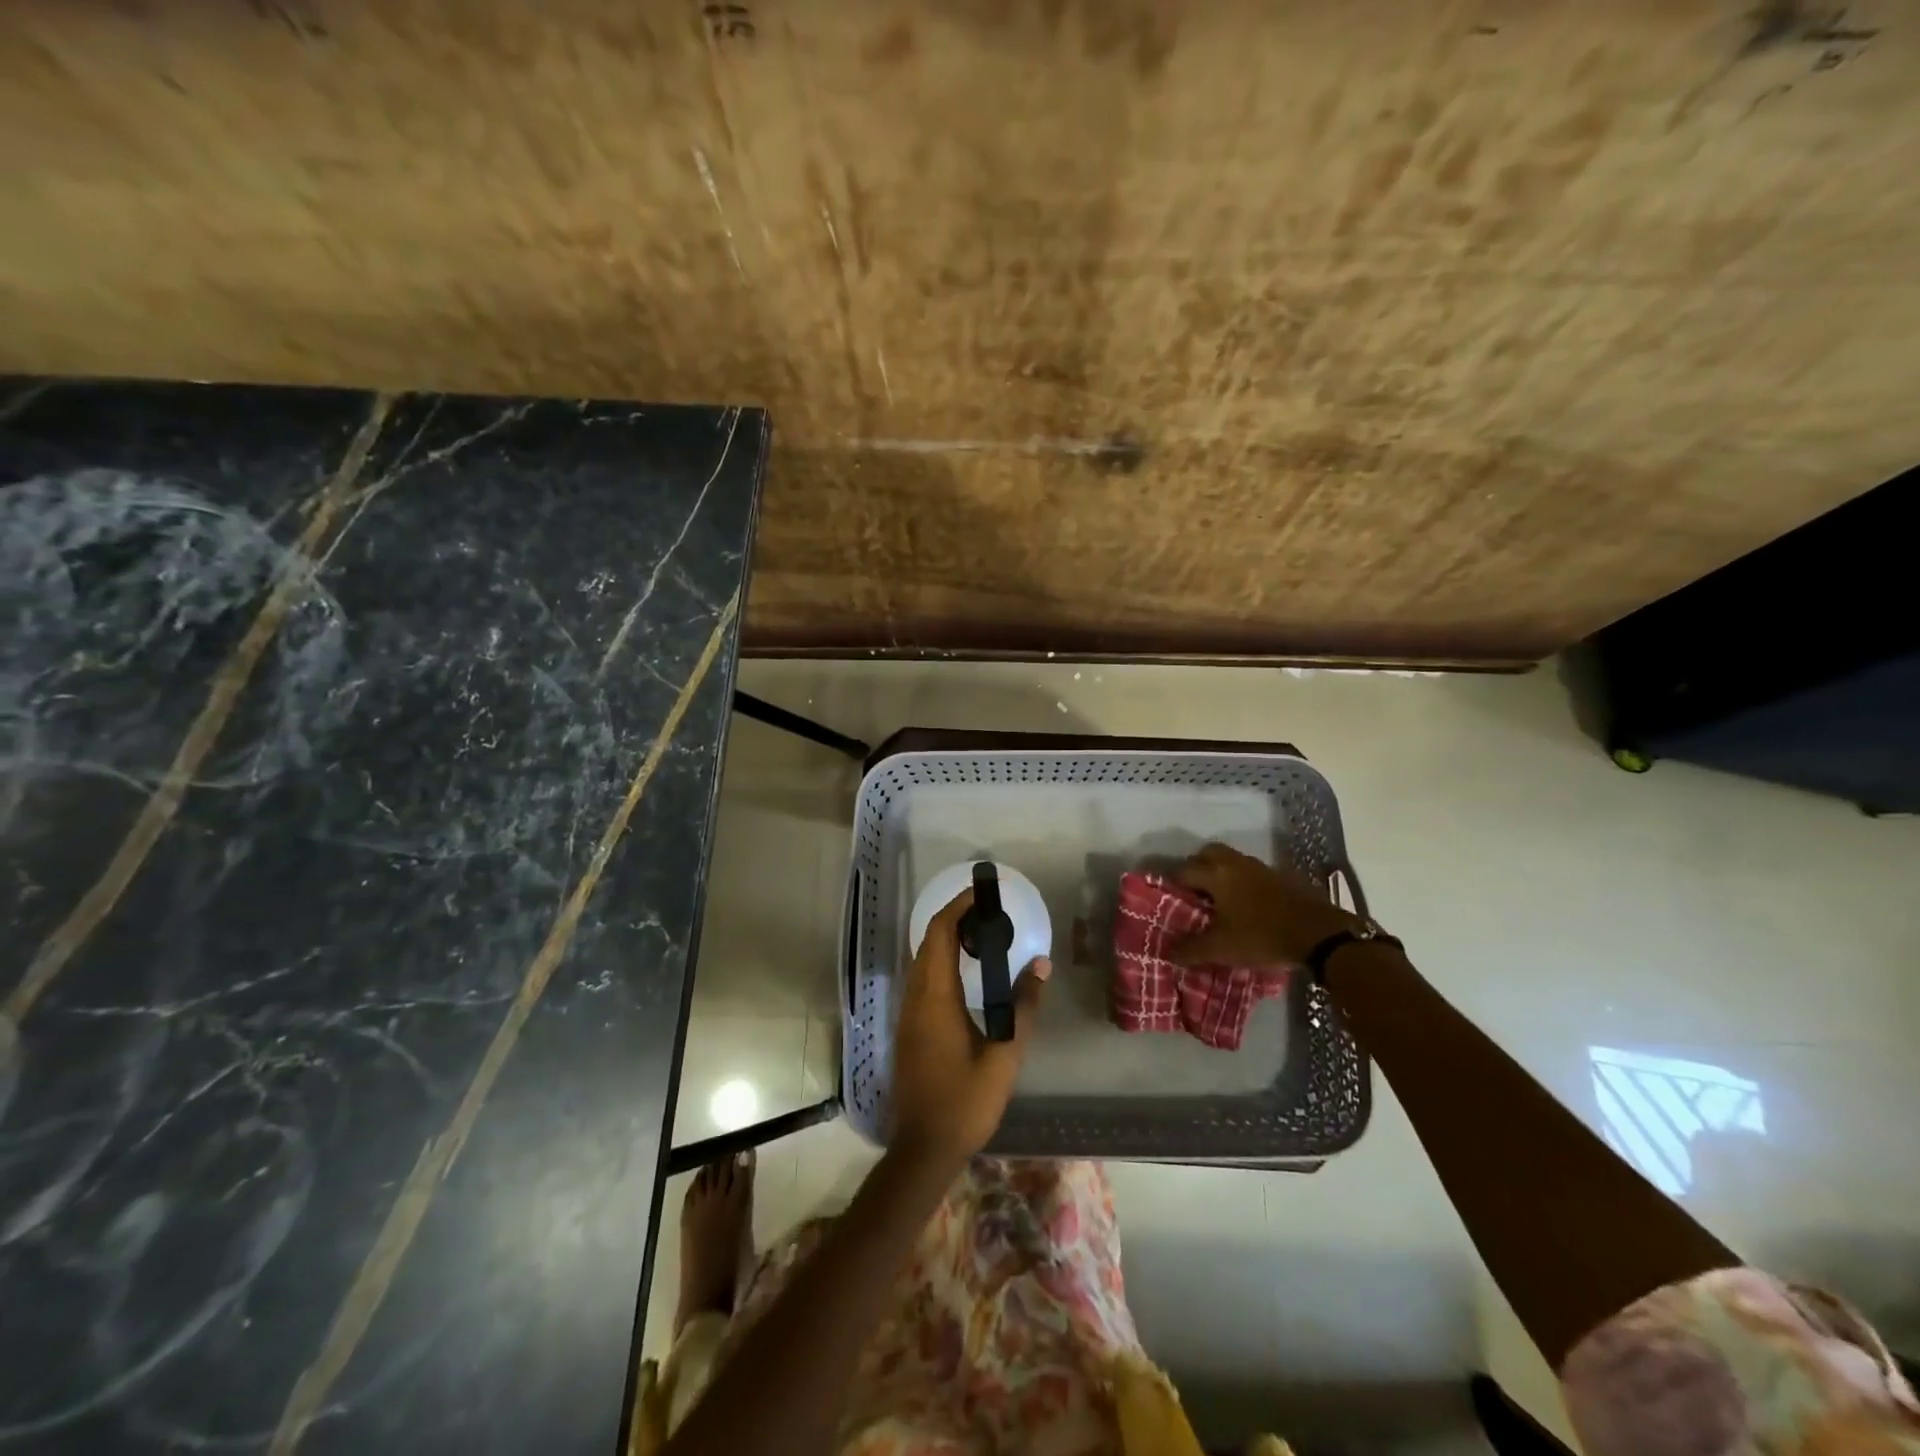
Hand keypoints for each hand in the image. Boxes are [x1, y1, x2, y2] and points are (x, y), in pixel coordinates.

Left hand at [890, 889, 1049, 1168]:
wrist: (923, 1148)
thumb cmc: (966, 1103)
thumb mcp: (1005, 1056)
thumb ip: (1024, 1008)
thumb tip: (1040, 965)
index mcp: (935, 998)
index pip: (940, 934)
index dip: (958, 908)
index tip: (982, 894)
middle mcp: (915, 997)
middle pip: (928, 942)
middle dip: (953, 918)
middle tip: (987, 912)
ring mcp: (907, 1013)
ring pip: (922, 960)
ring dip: (945, 939)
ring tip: (979, 934)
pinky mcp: (907, 1027)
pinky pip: (921, 978)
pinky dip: (939, 960)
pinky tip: (963, 972)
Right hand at [1171, 843, 1354, 966]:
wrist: (1319, 934)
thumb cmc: (1261, 936)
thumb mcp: (1221, 949)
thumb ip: (1191, 950)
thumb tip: (1168, 953)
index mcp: (1216, 874)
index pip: (1182, 870)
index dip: (1171, 884)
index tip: (1168, 899)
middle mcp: (1235, 863)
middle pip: (1206, 854)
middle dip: (1196, 868)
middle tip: (1193, 892)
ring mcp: (1260, 867)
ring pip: (1230, 860)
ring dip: (1220, 873)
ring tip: (1219, 899)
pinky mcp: (1280, 876)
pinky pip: (1251, 871)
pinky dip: (1242, 881)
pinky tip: (1246, 904)